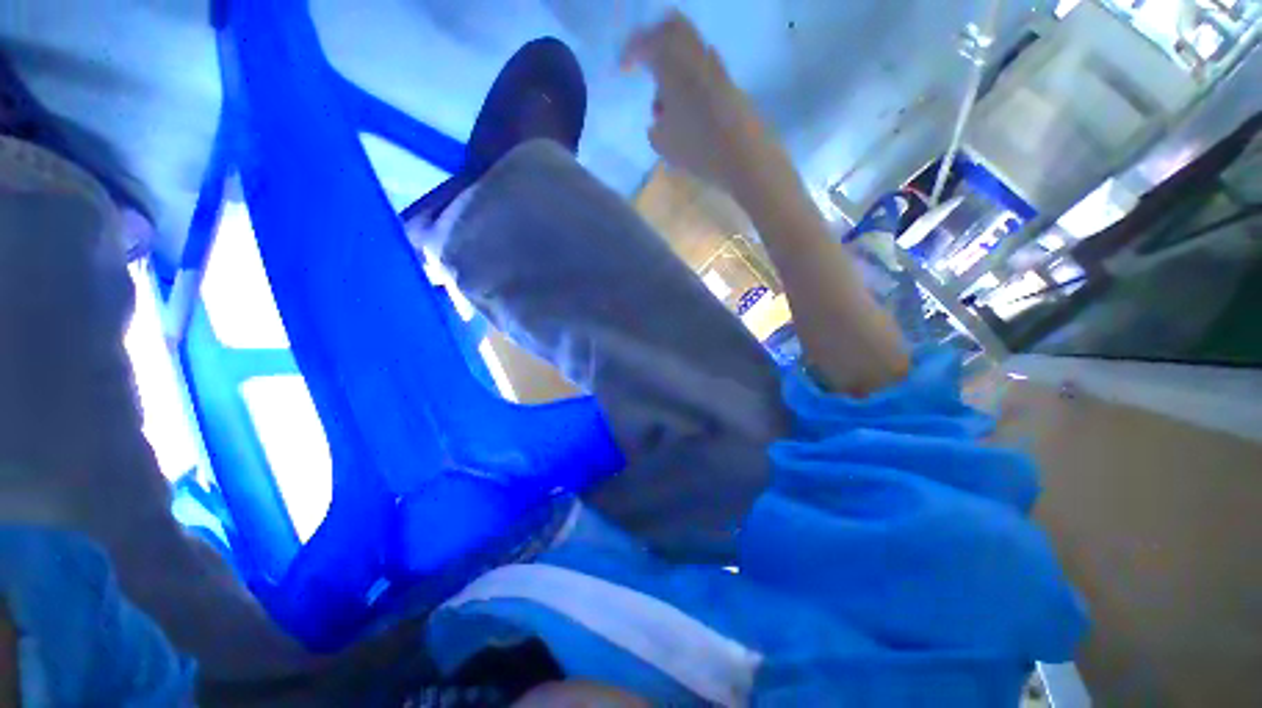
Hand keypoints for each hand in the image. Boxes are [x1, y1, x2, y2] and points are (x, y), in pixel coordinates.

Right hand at [621, 11, 784, 194]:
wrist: (745, 155)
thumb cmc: (698, 148)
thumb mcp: (663, 144)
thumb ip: (655, 127)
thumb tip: (660, 119)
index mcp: (674, 64)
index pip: (647, 42)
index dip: (631, 51)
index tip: (623, 68)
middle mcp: (696, 56)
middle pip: (672, 28)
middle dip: (654, 41)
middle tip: (644, 62)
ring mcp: (716, 68)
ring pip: (689, 50)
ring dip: (673, 67)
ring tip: (665, 107)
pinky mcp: (729, 84)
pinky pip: (703, 69)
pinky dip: (689, 81)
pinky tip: (686, 111)